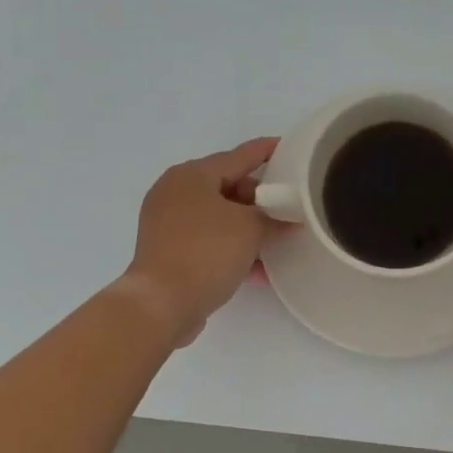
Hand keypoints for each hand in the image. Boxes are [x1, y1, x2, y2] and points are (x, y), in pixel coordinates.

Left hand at [119, 137, 280, 346]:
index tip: (290, 149)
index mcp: (192, 175)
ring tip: (278, 243)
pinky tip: (258, 270)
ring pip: (219, 217)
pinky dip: (232, 249)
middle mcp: (175, 192)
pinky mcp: (168, 251)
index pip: (240, 156)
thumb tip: (288, 220)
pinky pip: (209, 242)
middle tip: (288, 211)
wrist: (162, 304)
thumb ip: (274, 218)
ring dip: (248, 229)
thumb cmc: (206, 252)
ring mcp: (168, 223)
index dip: (267, 151)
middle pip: (228, 186)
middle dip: (260, 200)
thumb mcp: (251, 229)